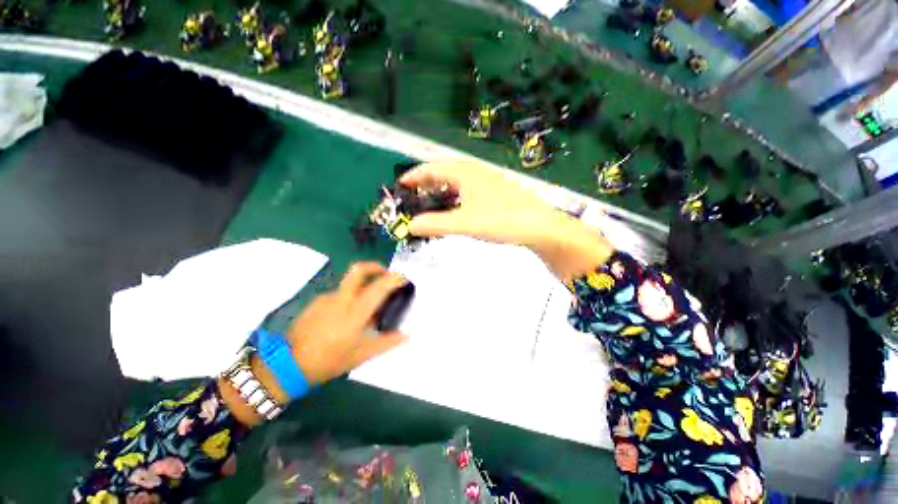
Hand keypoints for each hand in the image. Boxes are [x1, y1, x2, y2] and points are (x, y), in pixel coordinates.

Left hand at [286, 262, 408, 384]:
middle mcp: (342, 299)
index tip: (404, 278)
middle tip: (385, 275)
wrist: (287, 365)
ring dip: (362, 286)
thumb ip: (386, 343)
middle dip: (375, 267)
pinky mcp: (316, 301)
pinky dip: (348, 297)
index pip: (379, 286)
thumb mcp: (361, 355)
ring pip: (349, 283)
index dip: (394, 278)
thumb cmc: (329, 361)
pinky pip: (339, 294)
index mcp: (356, 312)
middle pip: (359, 270)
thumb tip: (406, 336)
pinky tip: (346, 316)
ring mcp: (327, 298)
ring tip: (365, 306)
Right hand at [400, 160, 612, 280]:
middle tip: (415, 198)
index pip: (432, 168)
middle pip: (444, 173)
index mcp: (465, 173)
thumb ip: (435, 224)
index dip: (414, 176)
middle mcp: (475, 173)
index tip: (401, 184)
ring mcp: (487, 182)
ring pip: (456, 183)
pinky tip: (456, 211)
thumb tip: (410, 226)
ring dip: (441, 193)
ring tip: (432, 206)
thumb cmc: (503, 219)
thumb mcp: (464, 223)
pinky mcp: (494, 193)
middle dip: (427, 184)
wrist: (539, 226)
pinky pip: (467, 192)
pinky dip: (455, 200)